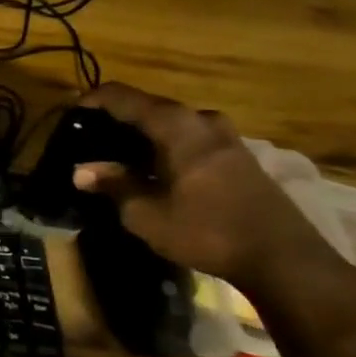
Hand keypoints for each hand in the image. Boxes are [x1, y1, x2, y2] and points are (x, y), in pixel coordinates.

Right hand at [72, 83, 353, 303]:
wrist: (285, 260)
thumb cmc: (207, 231)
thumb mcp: (146, 213)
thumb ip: (113, 185)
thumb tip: (81, 171)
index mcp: (175, 125)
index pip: (121, 96)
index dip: (91, 101)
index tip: (70, 114)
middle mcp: (201, 120)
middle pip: (148, 107)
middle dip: (117, 120)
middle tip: (91, 141)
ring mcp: (226, 137)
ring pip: (173, 124)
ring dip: (145, 135)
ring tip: (122, 157)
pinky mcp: (240, 156)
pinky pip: (192, 138)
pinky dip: (168, 147)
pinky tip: (158, 170)